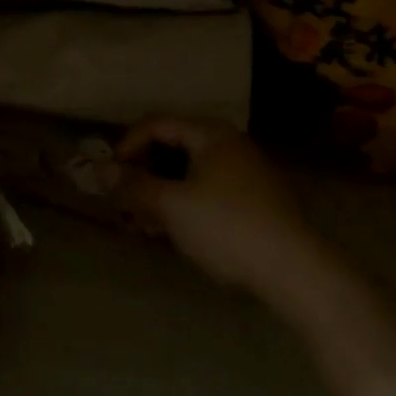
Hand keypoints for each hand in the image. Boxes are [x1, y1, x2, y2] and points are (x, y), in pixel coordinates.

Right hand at [117, 117, 320, 306]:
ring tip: (147, 226)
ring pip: (191, 174)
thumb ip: (133, 186)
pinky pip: (209, 192)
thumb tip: (98, 169)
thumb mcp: (172, 206)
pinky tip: (178, 234)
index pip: (157, 124)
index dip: (128, 145)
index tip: (110, 175)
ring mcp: (247, 174)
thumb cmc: (228, 227)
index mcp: (211, 134)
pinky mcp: (257, 203)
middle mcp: (230, 145)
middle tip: (126, 205)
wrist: (297, 272)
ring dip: (163, 194)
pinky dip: (186, 205)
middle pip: (174, 149)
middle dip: (144, 175)